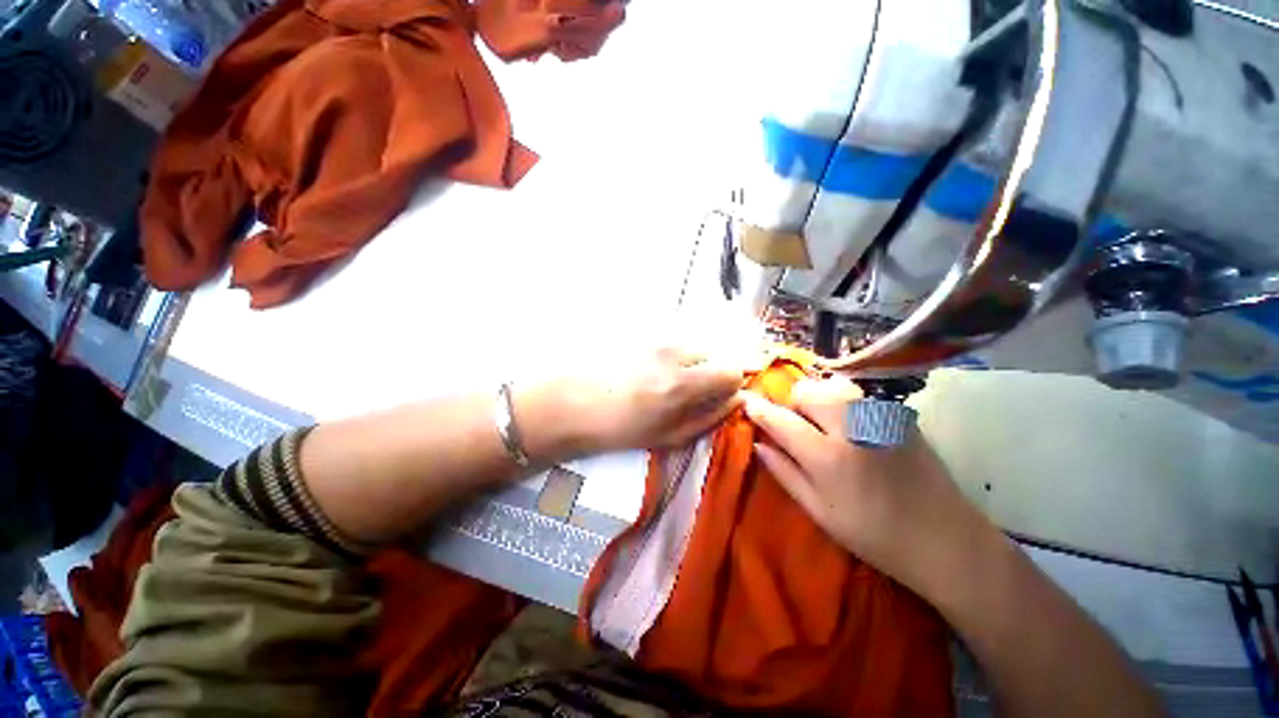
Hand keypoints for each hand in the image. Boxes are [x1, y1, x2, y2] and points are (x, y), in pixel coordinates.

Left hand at [547, 347, 744, 454]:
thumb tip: (736, 400)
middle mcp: (674, 352)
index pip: (732, 369)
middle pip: (716, 351)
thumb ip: (708, 417)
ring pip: (694, 344)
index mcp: (682, 383)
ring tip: (668, 381)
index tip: (719, 396)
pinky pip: (673, 340)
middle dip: (713, 369)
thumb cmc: (617, 428)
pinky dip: (674, 354)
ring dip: (693, 361)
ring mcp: (656, 338)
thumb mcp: (667, 435)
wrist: (569, 402)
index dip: (731, 384)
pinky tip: (652, 369)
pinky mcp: (642, 332)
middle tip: (693, 390)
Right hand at [742, 377, 980, 586]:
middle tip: (798, 426)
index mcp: (828, 457)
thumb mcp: (819, 511)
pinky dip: (844, 403)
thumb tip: (759, 444)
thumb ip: (784, 473)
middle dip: (793, 404)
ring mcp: (880, 417)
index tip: (747, 402)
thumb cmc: (874, 534)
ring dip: (818, 399)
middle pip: (807, 391)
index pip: (781, 420)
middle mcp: (853, 427)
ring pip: (832, 387)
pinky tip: (853, 428)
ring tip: (825, 424)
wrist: (945, 539)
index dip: (760, 409)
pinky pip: (858, 395)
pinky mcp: (900, 415)